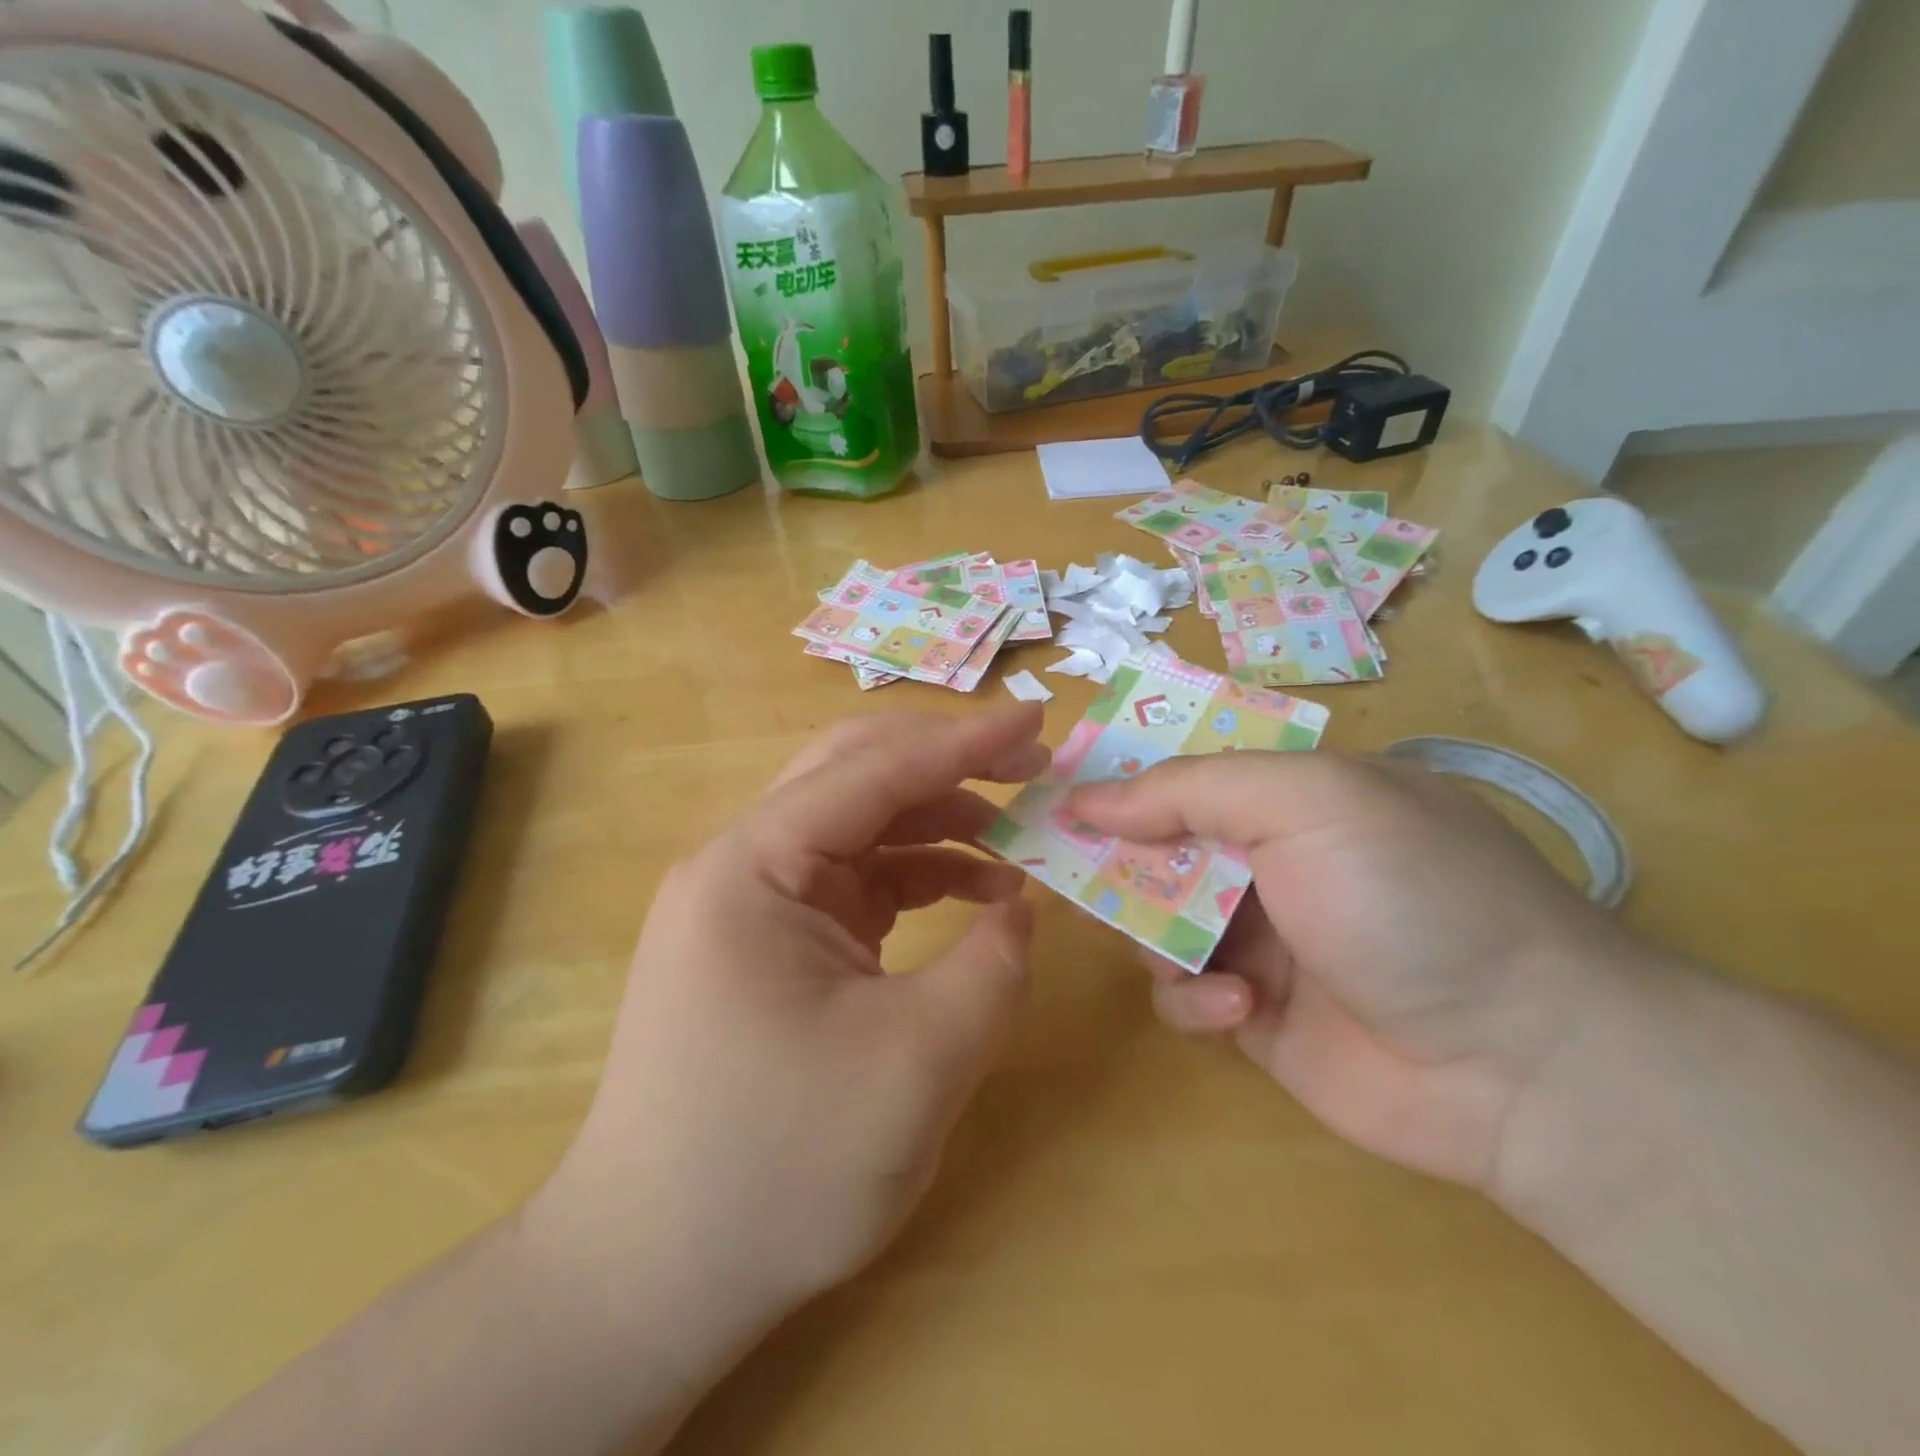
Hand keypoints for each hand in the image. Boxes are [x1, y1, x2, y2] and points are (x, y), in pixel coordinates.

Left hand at [528, 704, 1045, 1356]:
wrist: (656, 1275)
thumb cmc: (778, 1169)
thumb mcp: (917, 1066)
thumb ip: (992, 965)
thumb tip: (1020, 901)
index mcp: (754, 867)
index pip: (873, 769)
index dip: (964, 741)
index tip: (1039, 718)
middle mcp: (742, 864)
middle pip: (855, 773)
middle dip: (948, 763)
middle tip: (1031, 765)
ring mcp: (751, 902)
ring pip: (858, 824)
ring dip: (938, 821)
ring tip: (1018, 844)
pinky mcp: (769, 939)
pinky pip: (852, 878)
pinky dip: (916, 874)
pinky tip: (973, 893)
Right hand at [1068, 753, 1644, 1188]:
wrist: (1525, 1064)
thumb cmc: (1409, 898)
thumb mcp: (1307, 804)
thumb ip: (1188, 790)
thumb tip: (1084, 799)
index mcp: (1290, 797)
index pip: (1183, 772)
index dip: (1121, 780)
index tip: (1059, 793)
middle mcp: (1270, 861)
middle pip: (1156, 848)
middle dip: (1117, 861)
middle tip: (1067, 870)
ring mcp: (1261, 939)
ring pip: (1155, 922)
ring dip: (1155, 934)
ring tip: (1183, 951)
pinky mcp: (1253, 1012)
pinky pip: (1183, 993)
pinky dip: (1193, 998)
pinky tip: (1238, 1008)